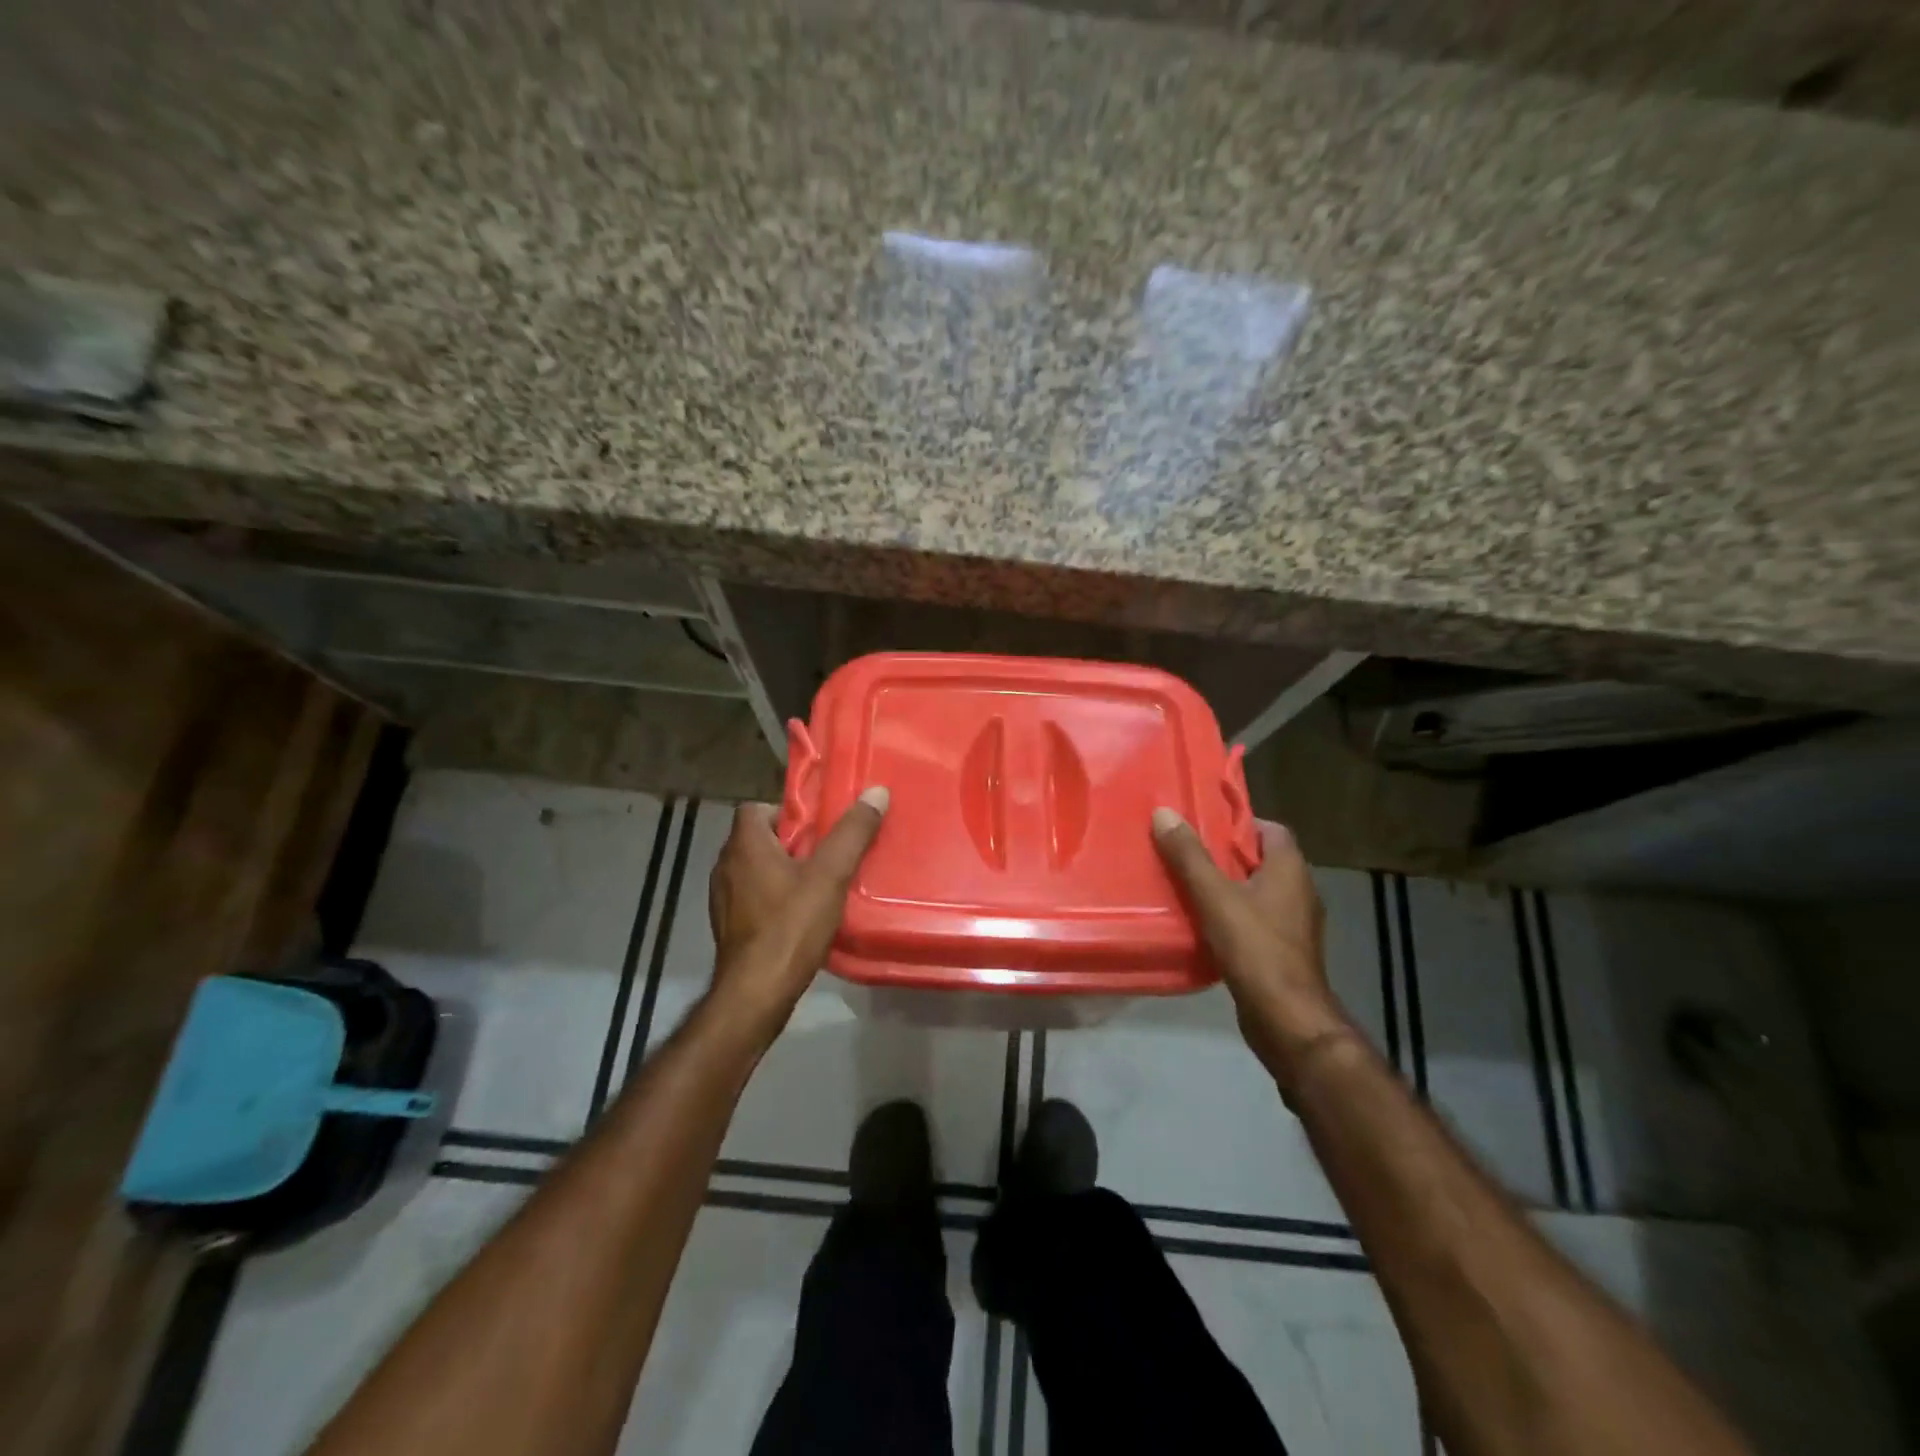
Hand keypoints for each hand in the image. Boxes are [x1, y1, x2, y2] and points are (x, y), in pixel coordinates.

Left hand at [706, 788, 889, 1044]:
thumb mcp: (830, 875)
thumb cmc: (791, 926)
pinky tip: (800, 914)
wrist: (756, 992)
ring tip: (818, 883)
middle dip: (792, 842)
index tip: (818, 826)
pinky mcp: (728, 925)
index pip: (756, 808)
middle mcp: (725, 865)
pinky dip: (773, 896)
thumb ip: (852, 833)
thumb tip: (876, 792)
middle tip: (827, 853)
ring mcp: (722, 898)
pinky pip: (752, 896)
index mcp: (744, 845)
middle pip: (758, 838)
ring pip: (756, 869)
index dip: (787, 811)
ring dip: (783, 870)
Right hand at [1151, 809, 1354, 1094]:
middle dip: (1224, 855)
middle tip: (1184, 852)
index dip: (1238, 822)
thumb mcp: (1214, 896)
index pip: (1270, 829)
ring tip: (1185, 885)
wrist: (1287, 1019)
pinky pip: (1254, 921)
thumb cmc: (1255, 948)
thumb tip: (1164, 812)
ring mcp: (1294, 925)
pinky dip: (1231, 916)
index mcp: (1290, 870)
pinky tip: (1201, 924)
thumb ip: (1189, 856)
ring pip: (1256, 893)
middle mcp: (1299, 892)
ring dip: (1225, 887)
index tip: (1202, 824)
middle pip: (1260, 860)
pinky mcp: (1283, 952)